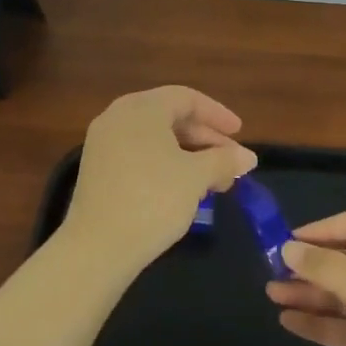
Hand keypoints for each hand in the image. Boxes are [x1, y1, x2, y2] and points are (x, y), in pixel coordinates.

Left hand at [58, 86, 256, 279]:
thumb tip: (248, 158)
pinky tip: (183, 188)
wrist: (98, 247)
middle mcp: (118, 117)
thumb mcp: (196, 178)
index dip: (217, 114)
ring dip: (188, 154)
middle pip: (169, 117)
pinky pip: (139, 155)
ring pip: (155, 138)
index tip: (239, 133)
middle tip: (230, 160)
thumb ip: (224, 161)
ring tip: (213, 179)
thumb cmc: (153, 199)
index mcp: (141, 108)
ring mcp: (103, 143)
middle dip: (205, 138)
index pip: (186, 98)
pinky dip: (165, 164)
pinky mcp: (98, 170)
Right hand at [267, 209, 345, 345]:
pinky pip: (343, 326)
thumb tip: (288, 248)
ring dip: (308, 293)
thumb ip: (322, 265)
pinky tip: (288, 321)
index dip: (323, 229)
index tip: (289, 241)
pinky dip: (318, 322)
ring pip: (341, 294)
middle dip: (310, 265)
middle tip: (272, 270)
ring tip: (271, 294)